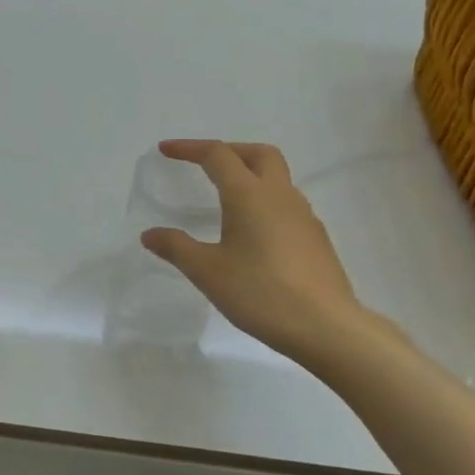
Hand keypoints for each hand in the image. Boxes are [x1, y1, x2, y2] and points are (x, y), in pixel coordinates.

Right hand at [140, 140, 370, 366]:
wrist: (324, 326)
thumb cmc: (259, 292)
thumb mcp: (207, 272)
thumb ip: (176, 247)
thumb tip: (150, 234)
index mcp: (249, 195)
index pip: (218, 155)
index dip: (189, 149)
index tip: (166, 151)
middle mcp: (280, 196)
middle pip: (259, 154)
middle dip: (230, 151)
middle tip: (205, 165)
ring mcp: (304, 216)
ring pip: (277, 179)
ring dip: (250, 177)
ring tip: (226, 201)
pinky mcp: (316, 238)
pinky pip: (287, 205)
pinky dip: (265, 203)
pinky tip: (253, 234)